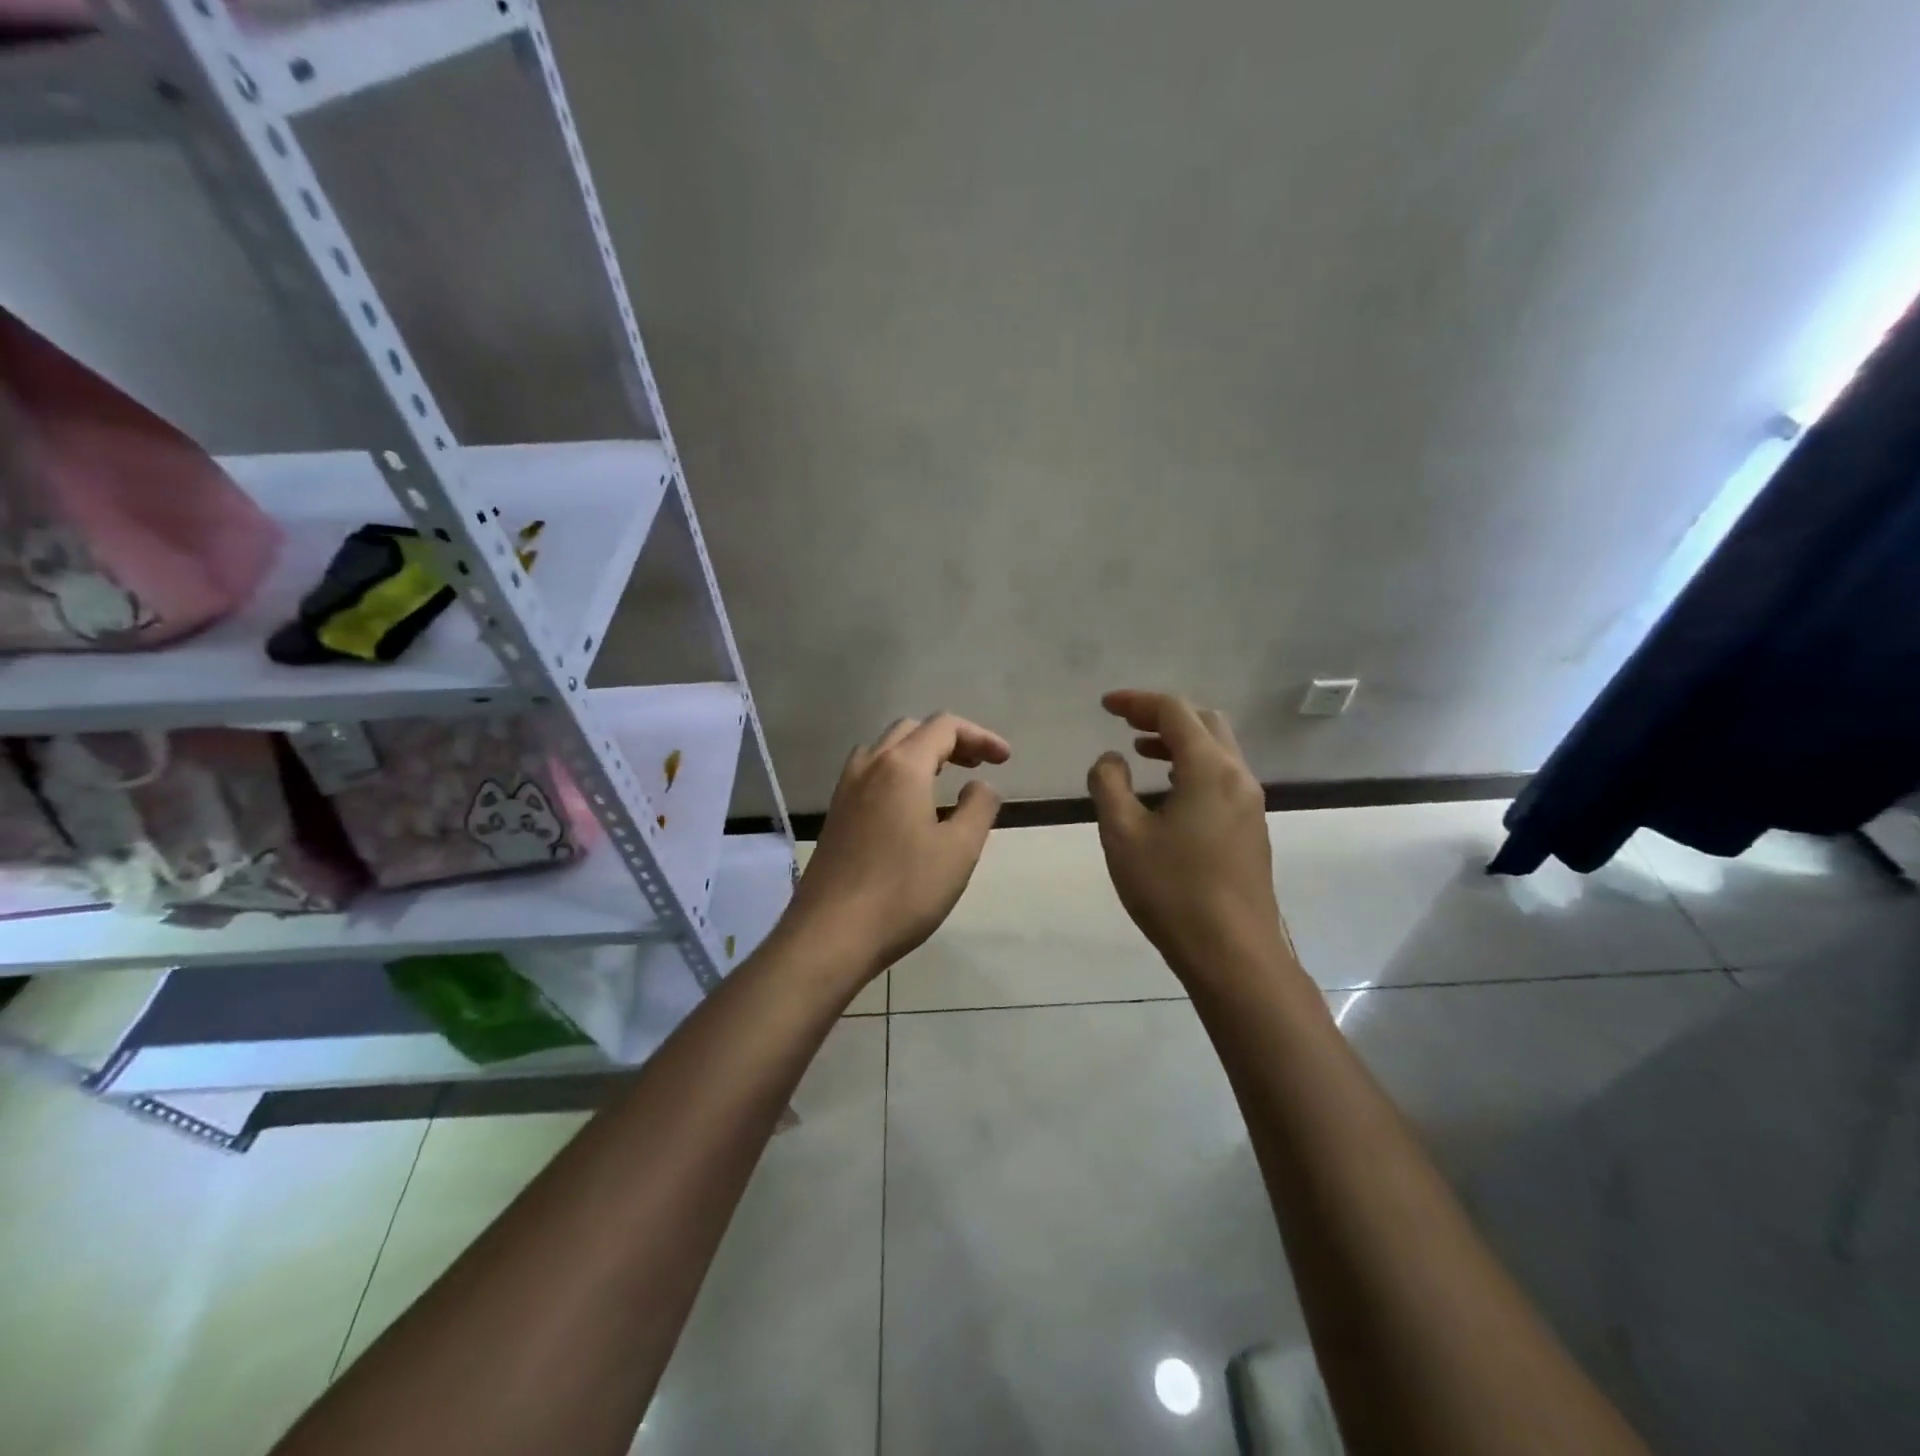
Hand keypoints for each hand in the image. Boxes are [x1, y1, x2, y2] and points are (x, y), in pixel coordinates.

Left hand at [784, 713, 1010, 979]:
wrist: (831, 934)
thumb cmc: (903, 891)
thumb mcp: (959, 850)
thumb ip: (979, 807)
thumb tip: (980, 785)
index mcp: (901, 766)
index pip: (944, 726)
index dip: (980, 736)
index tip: (1005, 760)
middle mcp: (869, 766)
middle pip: (912, 730)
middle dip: (950, 740)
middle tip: (977, 766)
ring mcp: (846, 789)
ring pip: (886, 749)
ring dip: (920, 754)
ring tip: (944, 781)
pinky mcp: (835, 814)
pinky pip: (870, 774)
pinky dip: (898, 773)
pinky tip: (911, 808)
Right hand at [1087, 690, 1290, 982]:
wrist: (1232, 954)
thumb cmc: (1172, 890)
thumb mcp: (1123, 834)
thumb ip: (1109, 785)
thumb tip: (1111, 759)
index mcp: (1210, 769)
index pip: (1174, 712)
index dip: (1137, 701)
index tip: (1105, 705)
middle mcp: (1238, 777)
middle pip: (1204, 723)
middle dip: (1162, 715)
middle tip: (1125, 723)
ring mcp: (1251, 804)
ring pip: (1217, 751)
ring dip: (1179, 741)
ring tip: (1142, 752)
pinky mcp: (1252, 829)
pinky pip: (1223, 777)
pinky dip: (1193, 766)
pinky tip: (1169, 793)